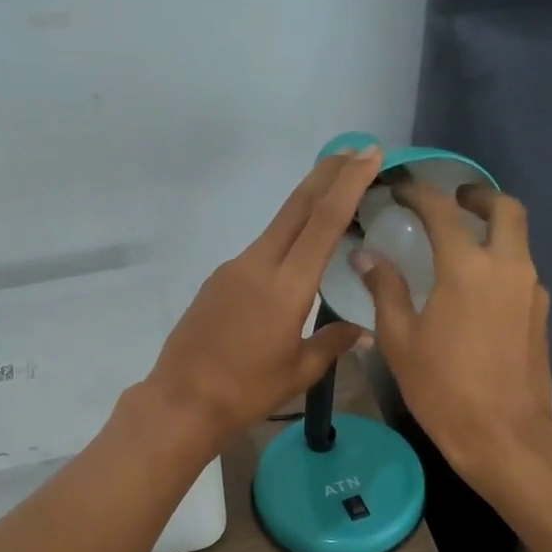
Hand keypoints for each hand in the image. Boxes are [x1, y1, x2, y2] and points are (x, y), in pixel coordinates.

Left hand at [145, 145, 383, 448]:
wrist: (182, 400)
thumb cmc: (246, 391)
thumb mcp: (299, 371)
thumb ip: (333, 343)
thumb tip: (364, 332)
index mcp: (286, 286)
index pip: (323, 221)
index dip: (348, 184)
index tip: (369, 154)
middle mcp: (258, 265)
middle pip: (297, 206)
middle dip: (328, 173)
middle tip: (356, 151)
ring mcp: (233, 268)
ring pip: (277, 226)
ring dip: (307, 205)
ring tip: (334, 198)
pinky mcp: (218, 279)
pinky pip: (260, 250)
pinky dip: (285, 239)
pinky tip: (295, 255)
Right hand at [353, 184, 551, 486]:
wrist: (504, 435)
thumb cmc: (443, 388)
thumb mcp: (400, 340)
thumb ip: (385, 289)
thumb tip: (365, 255)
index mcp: (467, 267)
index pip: (443, 210)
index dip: (420, 192)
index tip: (401, 189)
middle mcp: (507, 266)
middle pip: (505, 208)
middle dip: (478, 196)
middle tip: (454, 201)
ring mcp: (531, 289)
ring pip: (519, 238)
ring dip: (493, 229)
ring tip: (461, 246)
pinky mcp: (541, 313)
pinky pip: (522, 270)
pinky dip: (501, 261)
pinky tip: (477, 289)